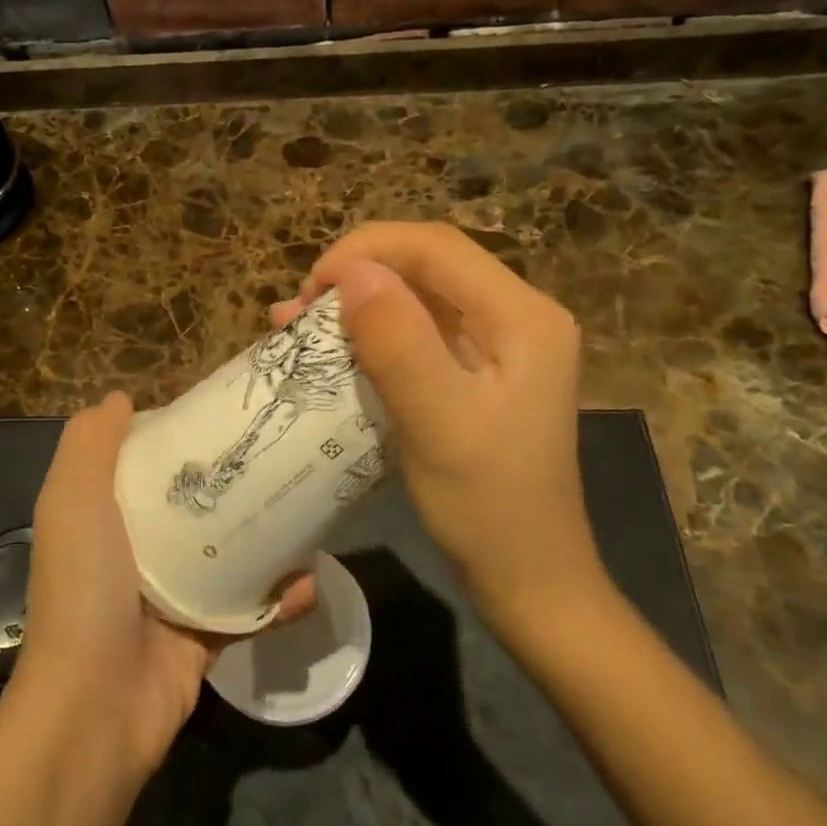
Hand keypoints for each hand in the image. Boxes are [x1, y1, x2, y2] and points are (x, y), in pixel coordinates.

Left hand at [15, 393, 316, 777]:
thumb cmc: (84, 587)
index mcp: (105, 516)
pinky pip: (250, 608)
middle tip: (279, 453)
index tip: (223, 412)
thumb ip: (89, 444)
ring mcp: (174, 595)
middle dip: (233, 480)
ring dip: (267, 537)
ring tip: (307, 507)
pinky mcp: (206, 635)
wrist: (96, 707)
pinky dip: (280, 598)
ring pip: (228, 552)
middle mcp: (137, 550)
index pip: (145, 463)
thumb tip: (122, 399)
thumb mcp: (72, 500)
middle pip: (192, 502)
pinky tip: (309, 581)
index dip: (178, 435)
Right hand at [274, 223, 606, 628]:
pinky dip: (371, 331)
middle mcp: (516, 315)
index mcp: (522, 316)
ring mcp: (498, 342)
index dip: (367, 250)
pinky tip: (330, 346)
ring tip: (298, 323)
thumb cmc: (488, 506)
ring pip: (418, 294)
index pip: (437, 247)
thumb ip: (399, 342)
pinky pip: (418, 329)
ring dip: (358, 301)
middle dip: (358, 274)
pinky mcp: (476, 368)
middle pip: (427, 264)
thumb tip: (354, 271)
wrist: (528, 578)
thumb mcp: (439, 423)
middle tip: (300, 309)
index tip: (311, 287)